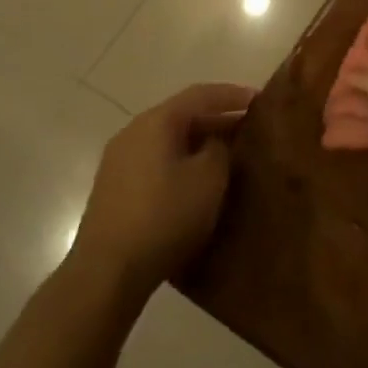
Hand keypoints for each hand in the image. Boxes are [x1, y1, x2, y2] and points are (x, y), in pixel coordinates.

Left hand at [68, 83, 255, 300]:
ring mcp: (119, 161)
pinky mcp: (114, 189)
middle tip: (248, 128)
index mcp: (156, 121)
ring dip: (199, 142)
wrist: (107, 272)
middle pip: (182, 115)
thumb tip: (216, 140)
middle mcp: (133, 132)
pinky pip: (156, 161)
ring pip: (168, 140)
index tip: (260, 100)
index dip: (233, 95)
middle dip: (217, 119)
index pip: (201, 94)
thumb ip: (220, 148)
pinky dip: (181, 161)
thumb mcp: (209, 178)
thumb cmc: (165, 216)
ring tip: (228, 154)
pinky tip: (197, 180)